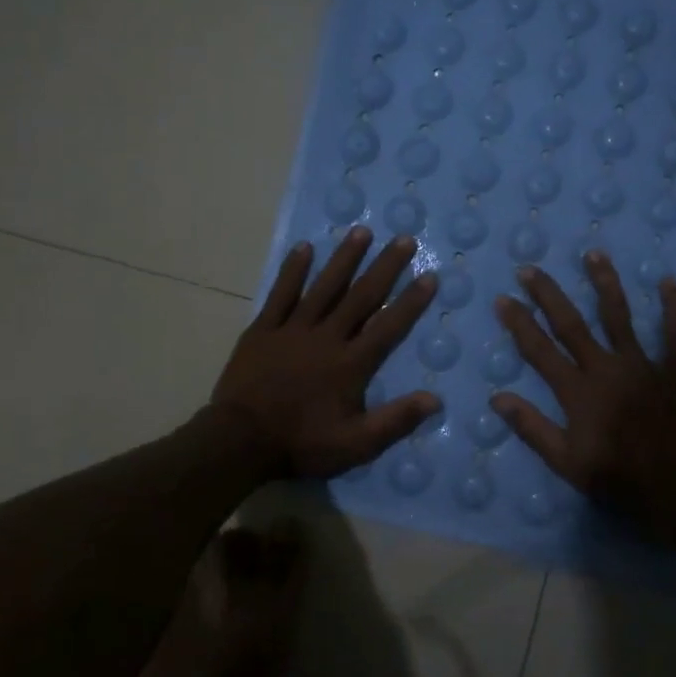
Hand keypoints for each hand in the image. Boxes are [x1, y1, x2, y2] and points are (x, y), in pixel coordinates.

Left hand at [213, 227, 439, 478]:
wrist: (239, 441)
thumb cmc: (301, 443)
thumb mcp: (355, 445)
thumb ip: (395, 420)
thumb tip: (435, 399)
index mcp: (351, 363)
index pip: (388, 326)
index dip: (411, 301)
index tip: (429, 276)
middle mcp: (326, 337)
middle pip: (361, 296)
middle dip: (385, 267)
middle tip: (404, 239)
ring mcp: (292, 329)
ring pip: (324, 287)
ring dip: (344, 259)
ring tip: (361, 231)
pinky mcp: (263, 330)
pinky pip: (281, 294)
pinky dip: (293, 271)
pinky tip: (305, 248)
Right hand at [491, 251, 675, 524]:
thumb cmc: (616, 478)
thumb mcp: (565, 462)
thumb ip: (531, 428)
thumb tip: (497, 398)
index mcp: (578, 391)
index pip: (540, 350)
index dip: (520, 323)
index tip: (503, 299)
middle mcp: (606, 368)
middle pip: (572, 324)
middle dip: (548, 294)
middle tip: (530, 269)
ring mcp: (642, 365)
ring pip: (619, 316)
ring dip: (604, 283)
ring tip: (593, 254)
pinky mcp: (674, 369)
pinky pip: (674, 333)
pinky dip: (673, 307)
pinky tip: (669, 281)